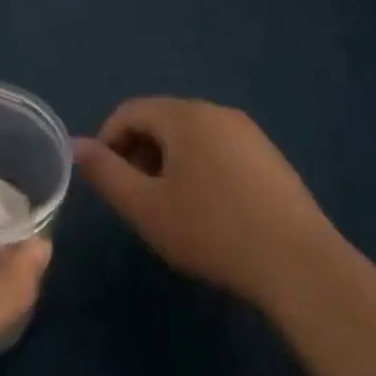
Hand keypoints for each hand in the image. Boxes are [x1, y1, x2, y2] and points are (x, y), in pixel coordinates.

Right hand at [74, 98, 333, 309]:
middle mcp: (217, 112)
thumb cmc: (211, 231)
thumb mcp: (145, 207)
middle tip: (138, 199)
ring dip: (169, 163)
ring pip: (191, 136)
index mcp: (185, 116)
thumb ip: (105, 173)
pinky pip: (219, 149)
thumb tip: (77, 145)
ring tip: (172, 208)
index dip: (108, 142)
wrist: (298, 264)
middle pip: (161, 120)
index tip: (108, 183)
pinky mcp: (269, 157)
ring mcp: (249, 133)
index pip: (129, 112)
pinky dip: (200, 169)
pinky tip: (210, 211)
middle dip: (139, 153)